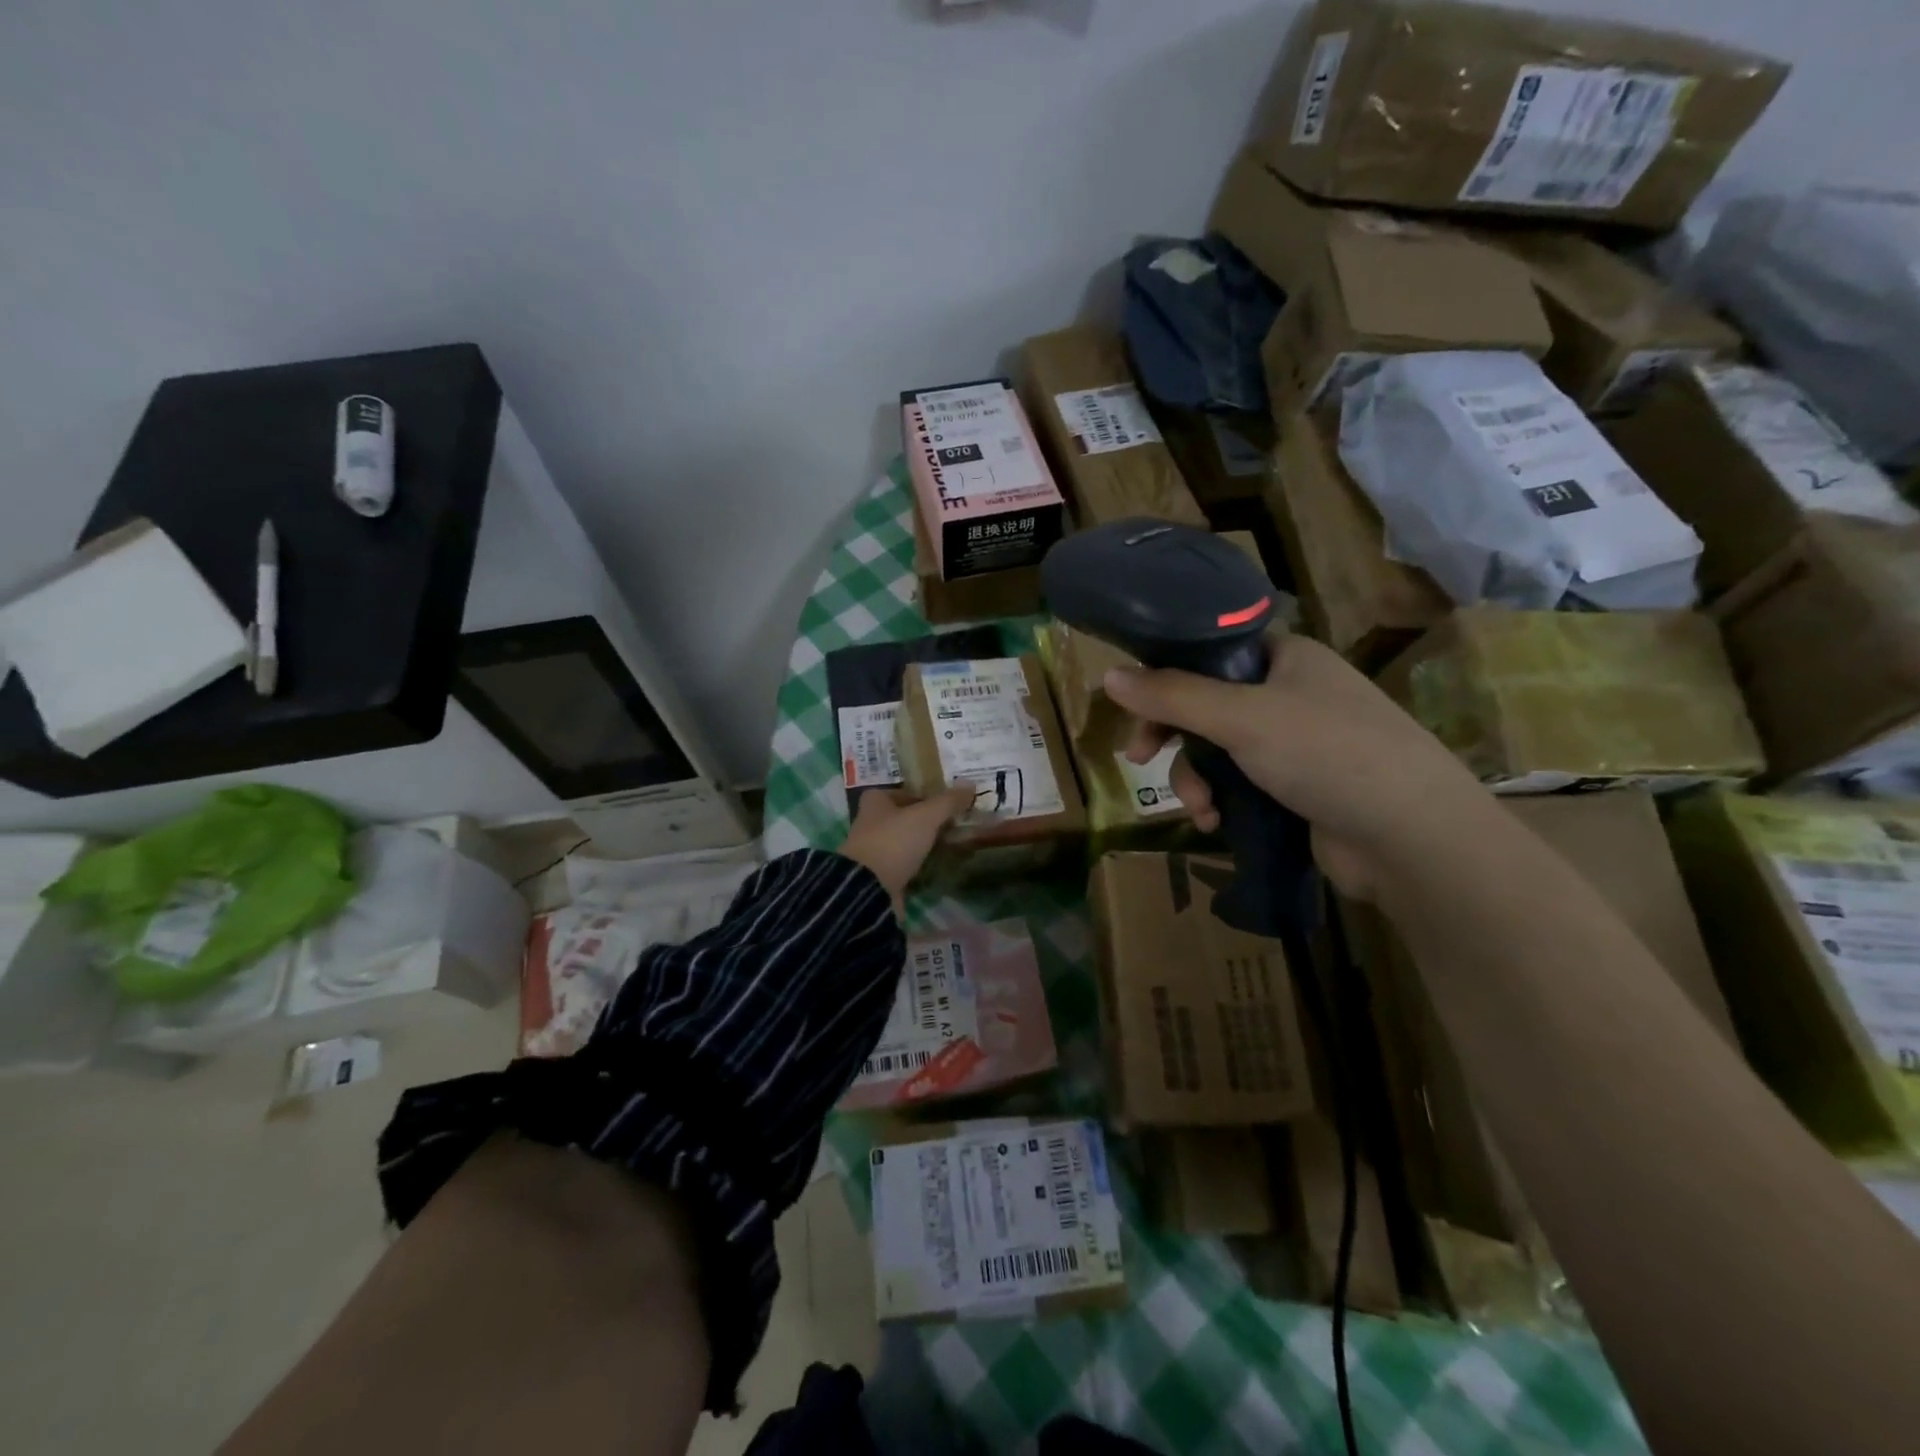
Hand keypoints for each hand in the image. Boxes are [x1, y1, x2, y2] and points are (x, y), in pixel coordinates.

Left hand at [839, 785, 974, 912]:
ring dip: (923, 843)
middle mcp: (870, 822)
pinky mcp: (877, 874)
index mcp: (875, 801)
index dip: (926, 794)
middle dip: (926, 820)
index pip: (904, 790)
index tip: (949, 803)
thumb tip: (970, 784)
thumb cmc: (893, 841)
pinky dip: (918, 863)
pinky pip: (903, 863)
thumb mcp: (926, 816)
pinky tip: (937, 865)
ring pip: (904, 840)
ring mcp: (872, 849)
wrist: (867, 889)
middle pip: (904, 816)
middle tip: (955, 823)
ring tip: (951, 844)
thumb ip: (948, 801)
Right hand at [1105, 633, 1488, 899]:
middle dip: (1173, 737)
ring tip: (1201, 809)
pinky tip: (1216, 824)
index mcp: (1285, 657)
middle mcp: (1290, 693)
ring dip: (1195, 778)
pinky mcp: (1298, 788)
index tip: (1133, 707)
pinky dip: (1221, 801)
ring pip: (1218, 750)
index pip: (1208, 652)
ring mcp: (1296, 743)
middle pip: (1206, 705)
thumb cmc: (1327, 753)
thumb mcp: (1241, 717)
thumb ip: (1172, 695)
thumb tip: (1107, 676)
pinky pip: (1240, 784)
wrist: (1411, 837)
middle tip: (1140, 758)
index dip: (1165, 675)